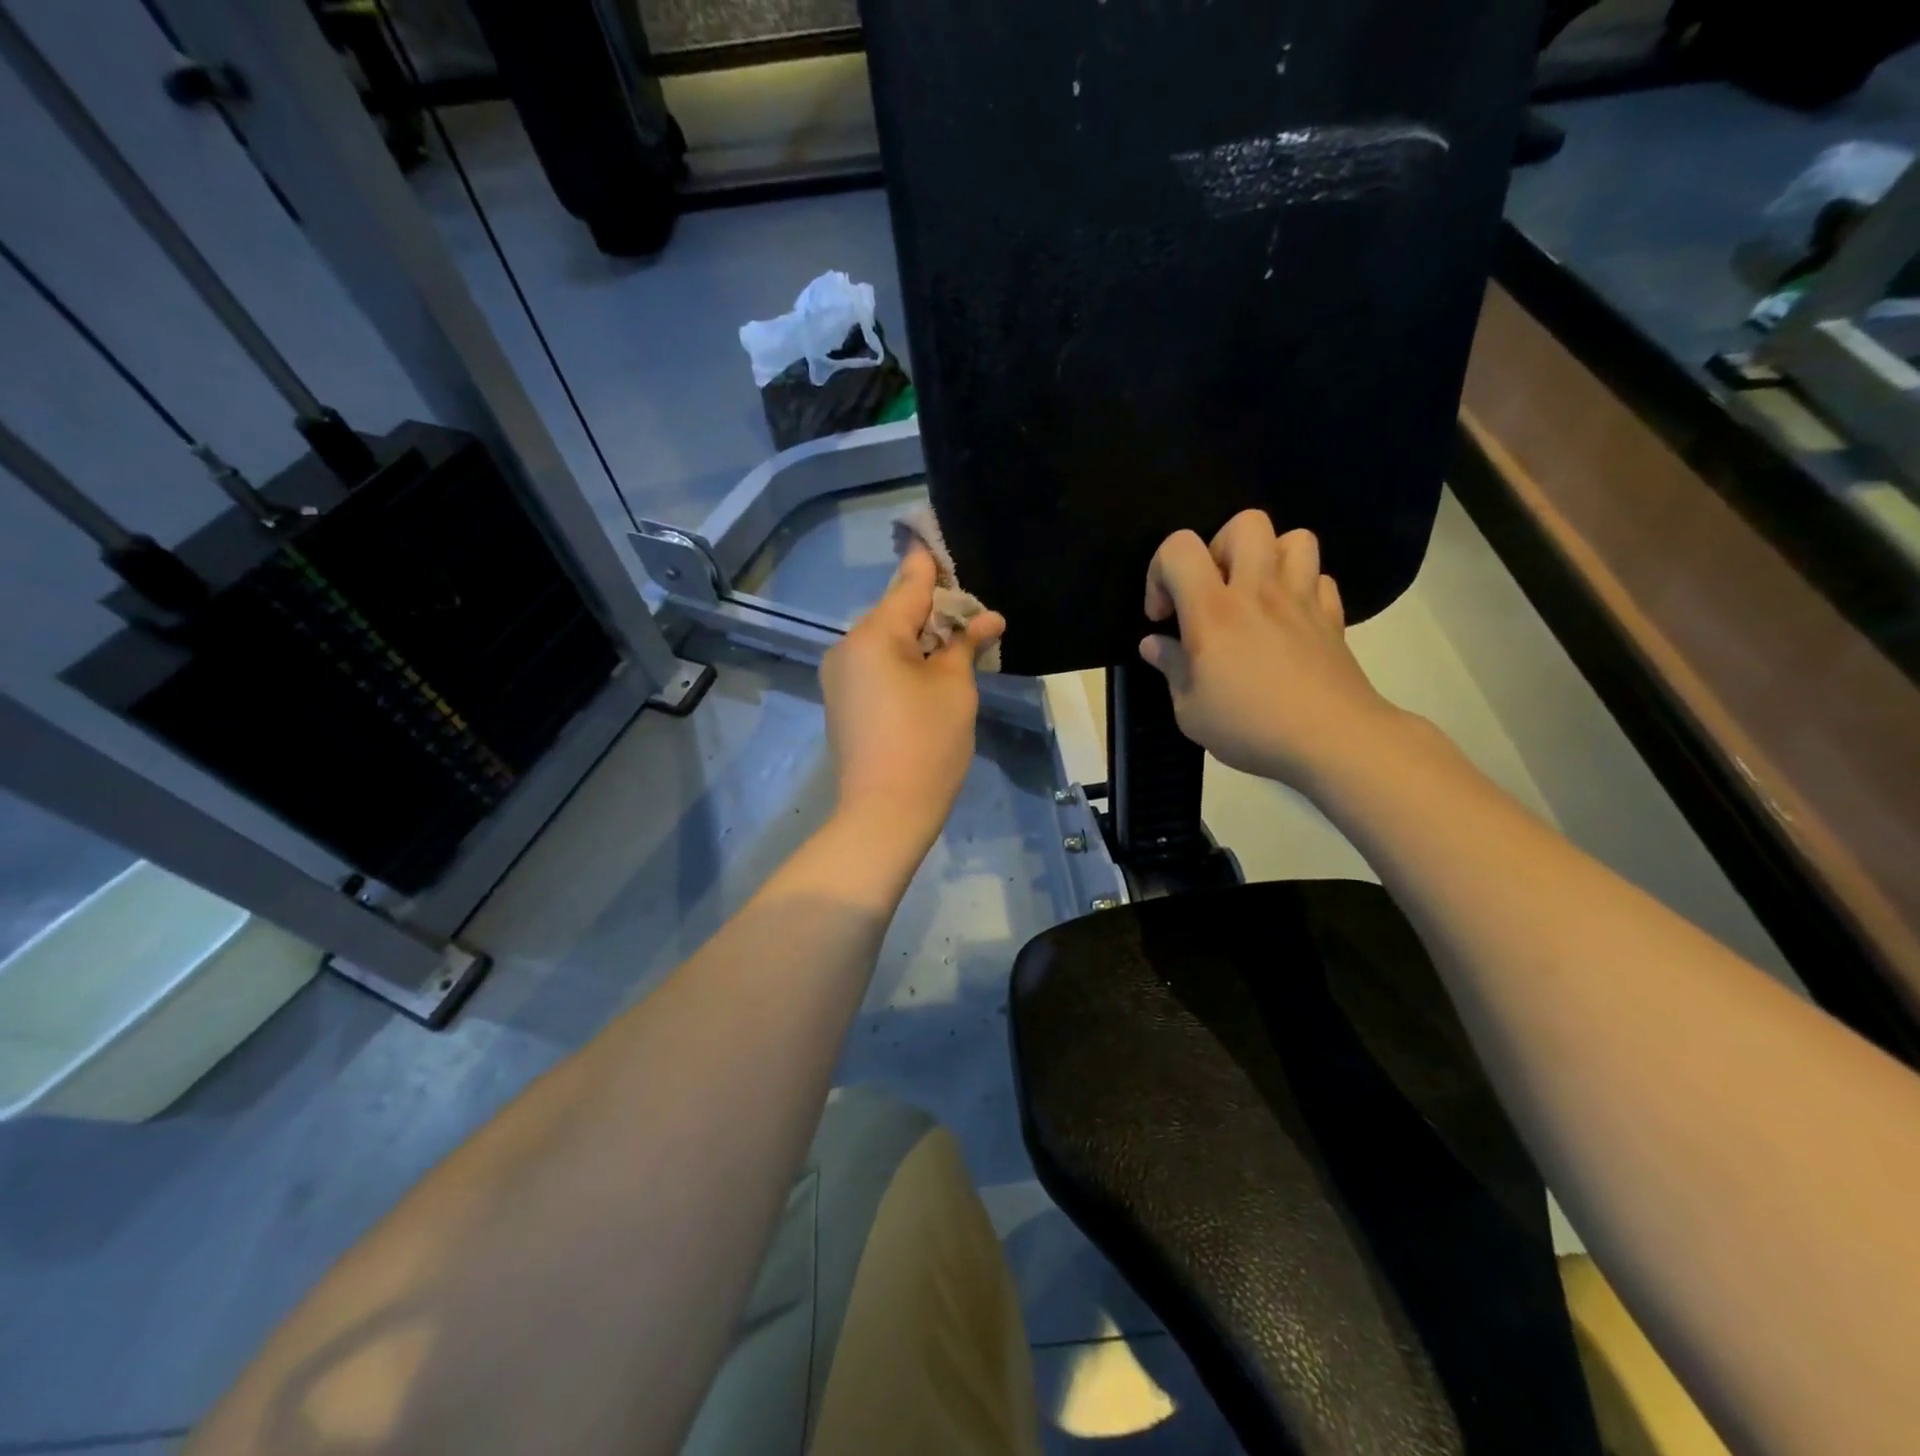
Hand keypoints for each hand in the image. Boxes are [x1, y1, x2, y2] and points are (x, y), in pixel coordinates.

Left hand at [820, 544, 1005, 852]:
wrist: (884, 813)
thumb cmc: (927, 744)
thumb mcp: (954, 688)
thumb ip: (964, 644)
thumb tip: (985, 619)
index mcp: (874, 634)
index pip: (909, 584)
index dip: (931, 564)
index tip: (941, 544)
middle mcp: (846, 646)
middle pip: (895, 612)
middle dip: (933, 611)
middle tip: (971, 616)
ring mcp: (838, 675)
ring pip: (885, 641)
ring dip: (919, 639)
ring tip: (955, 648)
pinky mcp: (840, 700)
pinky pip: (874, 665)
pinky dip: (901, 662)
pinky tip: (927, 674)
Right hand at [1139, 511, 1402, 788]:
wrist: (1333, 741)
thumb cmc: (1251, 727)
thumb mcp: (1190, 711)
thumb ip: (1171, 668)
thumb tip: (1155, 645)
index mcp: (1213, 611)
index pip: (1179, 548)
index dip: (1160, 572)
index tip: (1164, 616)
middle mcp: (1258, 591)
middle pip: (1245, 524)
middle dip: (1218, 549)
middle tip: (1212, 593)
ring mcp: (1302, 599)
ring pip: (1294, 538)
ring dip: (1268, 559)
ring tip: (1254, 597)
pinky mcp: (1332, 617)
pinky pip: (1319, 579)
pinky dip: (1301, 589)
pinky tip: (1288, 621)